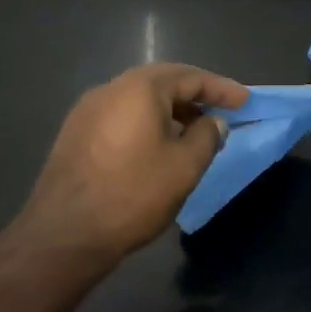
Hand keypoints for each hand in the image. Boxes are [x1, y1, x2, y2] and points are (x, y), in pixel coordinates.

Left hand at [19, 63, 247, 261]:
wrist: (64, 234)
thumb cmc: (133, 194)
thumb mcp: (185, 166)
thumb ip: (207, 136)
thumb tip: (213, 122)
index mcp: (140, 88)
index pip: (192, 77)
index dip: (222, 89)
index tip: (246, 101)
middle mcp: (111, 88)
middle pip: (163, 82)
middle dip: (195, 95)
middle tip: (221, 111)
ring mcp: (87, 110)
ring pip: (140, 99)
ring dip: (170, 110)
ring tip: (193, 131)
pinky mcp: (75, 133)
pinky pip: (121, 116)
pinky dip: (146, 122)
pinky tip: (157, 146)